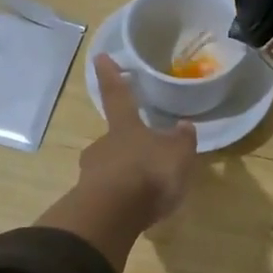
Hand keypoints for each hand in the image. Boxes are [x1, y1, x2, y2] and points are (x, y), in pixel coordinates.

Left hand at [36, 56, 197, 268]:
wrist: (113, 215)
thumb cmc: (149, 174)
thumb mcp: (178, 155)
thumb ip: (182, 141)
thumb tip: (183, 125)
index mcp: (125, 128)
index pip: (118, 95)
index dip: (111, 76)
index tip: (100, 56)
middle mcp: (103, 145)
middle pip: (114, 139)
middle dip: (126, 145)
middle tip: (144, 157)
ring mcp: (91, 174)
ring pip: (109, 167)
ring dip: (123, 174)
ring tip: (144, 189)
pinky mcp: (89, 201)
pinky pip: (108, 194)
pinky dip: (120, 198)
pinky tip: (134, 209)